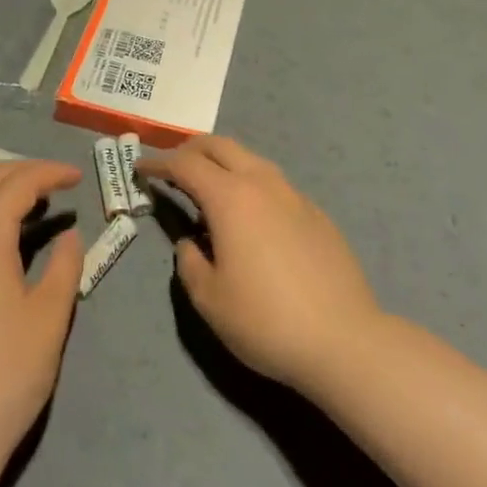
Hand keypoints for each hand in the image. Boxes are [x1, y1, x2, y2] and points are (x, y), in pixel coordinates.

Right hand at [139, 137, 382, 394]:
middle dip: (190, 149)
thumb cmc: (266, 320)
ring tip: (209, 187)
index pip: (185, 164)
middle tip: (171, 166)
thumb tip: (191, 243)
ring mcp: (294, 195)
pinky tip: (252, 217)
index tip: (141, 168)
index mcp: (230, 197)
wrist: (345, 341)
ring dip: (223, 163)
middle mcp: (262, 183)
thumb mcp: (209, 299)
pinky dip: (251, 185)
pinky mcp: (316, 214)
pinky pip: (274, 184)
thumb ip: (190, 262)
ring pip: (251, 159)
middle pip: (220, 145)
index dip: (158, 162)